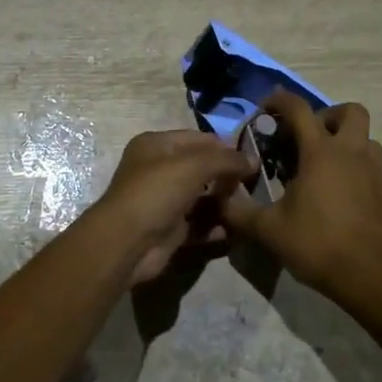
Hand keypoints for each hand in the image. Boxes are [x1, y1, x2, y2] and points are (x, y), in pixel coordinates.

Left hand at [90, 129, 251, 285]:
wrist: (127, 243)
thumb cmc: (156, 192)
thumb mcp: (193, 166)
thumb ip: (226, 160)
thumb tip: (254, 160)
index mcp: (156, 145)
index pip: (198, 139)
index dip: (225, 147)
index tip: (252, 159)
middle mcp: (158, 169)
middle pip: (201, 168)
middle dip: (226, 175)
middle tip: (254, 184)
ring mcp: (164, 200)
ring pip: (201, 196)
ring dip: (224, 201)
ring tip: (250, 205)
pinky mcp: (170, 229)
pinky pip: (199, 223)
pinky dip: (216, 225)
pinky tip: (237, 228)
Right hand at [222, 93, 381, 303]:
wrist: (368, 276)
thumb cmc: (316, 244)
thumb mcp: (268, 229)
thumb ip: (239, 211)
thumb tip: (219, 199)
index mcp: (320, 153)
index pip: (299, 109)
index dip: (280, 101)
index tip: (265, 110)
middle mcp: (351, 153)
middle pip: (350, 112)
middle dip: (327, 116)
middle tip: (306, 137)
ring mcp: (373, 171)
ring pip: (366, 137)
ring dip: (346, 140)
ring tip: (323, 163)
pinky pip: (371, 164)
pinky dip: (354, 165)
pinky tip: (336, 191)